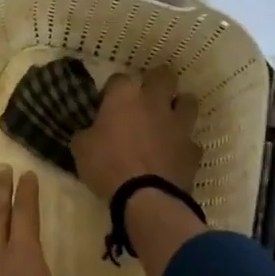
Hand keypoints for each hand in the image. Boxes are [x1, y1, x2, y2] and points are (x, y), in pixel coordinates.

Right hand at [70, 68, 199, 202]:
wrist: (146, 199)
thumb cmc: (107, 166)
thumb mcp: (81, 149)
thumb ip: (87, 134)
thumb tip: (89, 133)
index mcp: (124, 97)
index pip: (119, 79)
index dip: (113, 90)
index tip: (107, 104)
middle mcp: (154, 103)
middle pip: (163, 76)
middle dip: (157, 81)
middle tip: (148, 95)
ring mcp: (177, 125)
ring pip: (188, 102)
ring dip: (180, 107)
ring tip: (170, 118)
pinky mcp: (193, 150)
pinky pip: (192, 141)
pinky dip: (184, 145)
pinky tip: (176, 154)